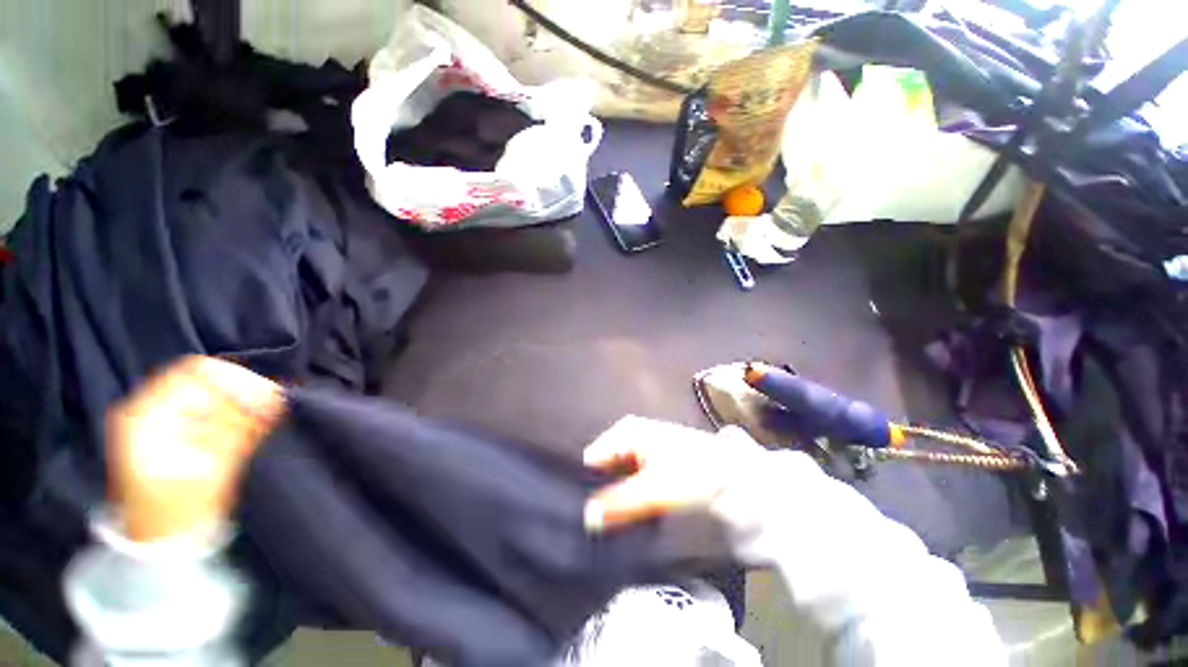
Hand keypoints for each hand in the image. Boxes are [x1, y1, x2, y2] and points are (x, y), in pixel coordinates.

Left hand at [107, 356, 284, 541]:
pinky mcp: (177, 428)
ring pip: (213, 391)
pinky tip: (257, 424)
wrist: (162, 542)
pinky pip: (214, 405)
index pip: (196, 371)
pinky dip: (239, 411)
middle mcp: (150, 408)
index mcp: (146, 415)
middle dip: (245, 391)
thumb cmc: (179, 511)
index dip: (236, 380)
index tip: (268, 398)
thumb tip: (275, 394)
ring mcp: (162, 418)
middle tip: (274, 409)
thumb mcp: (210, 469)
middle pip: (206, 378)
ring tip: (268, 419)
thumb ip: (239, 427)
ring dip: (245, 401)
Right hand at [583, 416, 763, 530]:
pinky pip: (628, 478)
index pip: (591, 459)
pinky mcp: (650, 459)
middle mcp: (627, 434)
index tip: (585, 517)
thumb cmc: (693, 473)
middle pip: (602, 467)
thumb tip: (586, 518)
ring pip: (615, 475)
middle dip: (600, 493)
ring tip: (614, 521)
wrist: (735, 472)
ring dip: (614, 496)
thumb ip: (619, 503)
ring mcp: (639, 446)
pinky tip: (630, 512)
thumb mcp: (655, 490)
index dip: (585, 487)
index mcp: (624, 431)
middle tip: (599, 524)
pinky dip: (627, 494)